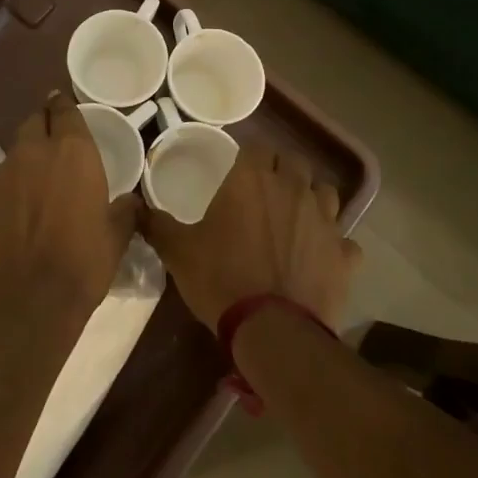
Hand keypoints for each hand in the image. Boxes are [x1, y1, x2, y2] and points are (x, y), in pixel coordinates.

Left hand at [0, 92, 137, 321]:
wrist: (28, 300)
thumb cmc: (83, 262)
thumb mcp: (117, 235)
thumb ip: (125, 209)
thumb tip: (131, 201)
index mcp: (73, 152)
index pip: (64, 109)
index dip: (65, 105)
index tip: (67, 105)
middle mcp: (36, 151)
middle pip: (35, 120)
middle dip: (45, 121)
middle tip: (57, 136)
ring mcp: (6, 172)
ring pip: (18, 146)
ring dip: (30, 150)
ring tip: (42, 170)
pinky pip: (5, 173)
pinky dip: (16, 177)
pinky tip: (25, 198)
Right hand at [144, 145, 360, 329]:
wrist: (272, 330)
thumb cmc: (221, 279)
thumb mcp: (178, 252)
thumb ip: (156, 223)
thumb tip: (132, 206)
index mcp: (252, 180)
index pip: (256, 147)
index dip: (248, 157)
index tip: (237, 172)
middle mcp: (293, 189)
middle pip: (293, 162)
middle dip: (281, 171)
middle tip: (264, 193)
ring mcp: (325, 220)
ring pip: (326, 192)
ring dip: (312, 199)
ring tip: (296, 218)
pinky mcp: (345, 254)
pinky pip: (345, 240)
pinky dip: (335, 245)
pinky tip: (321, 257)